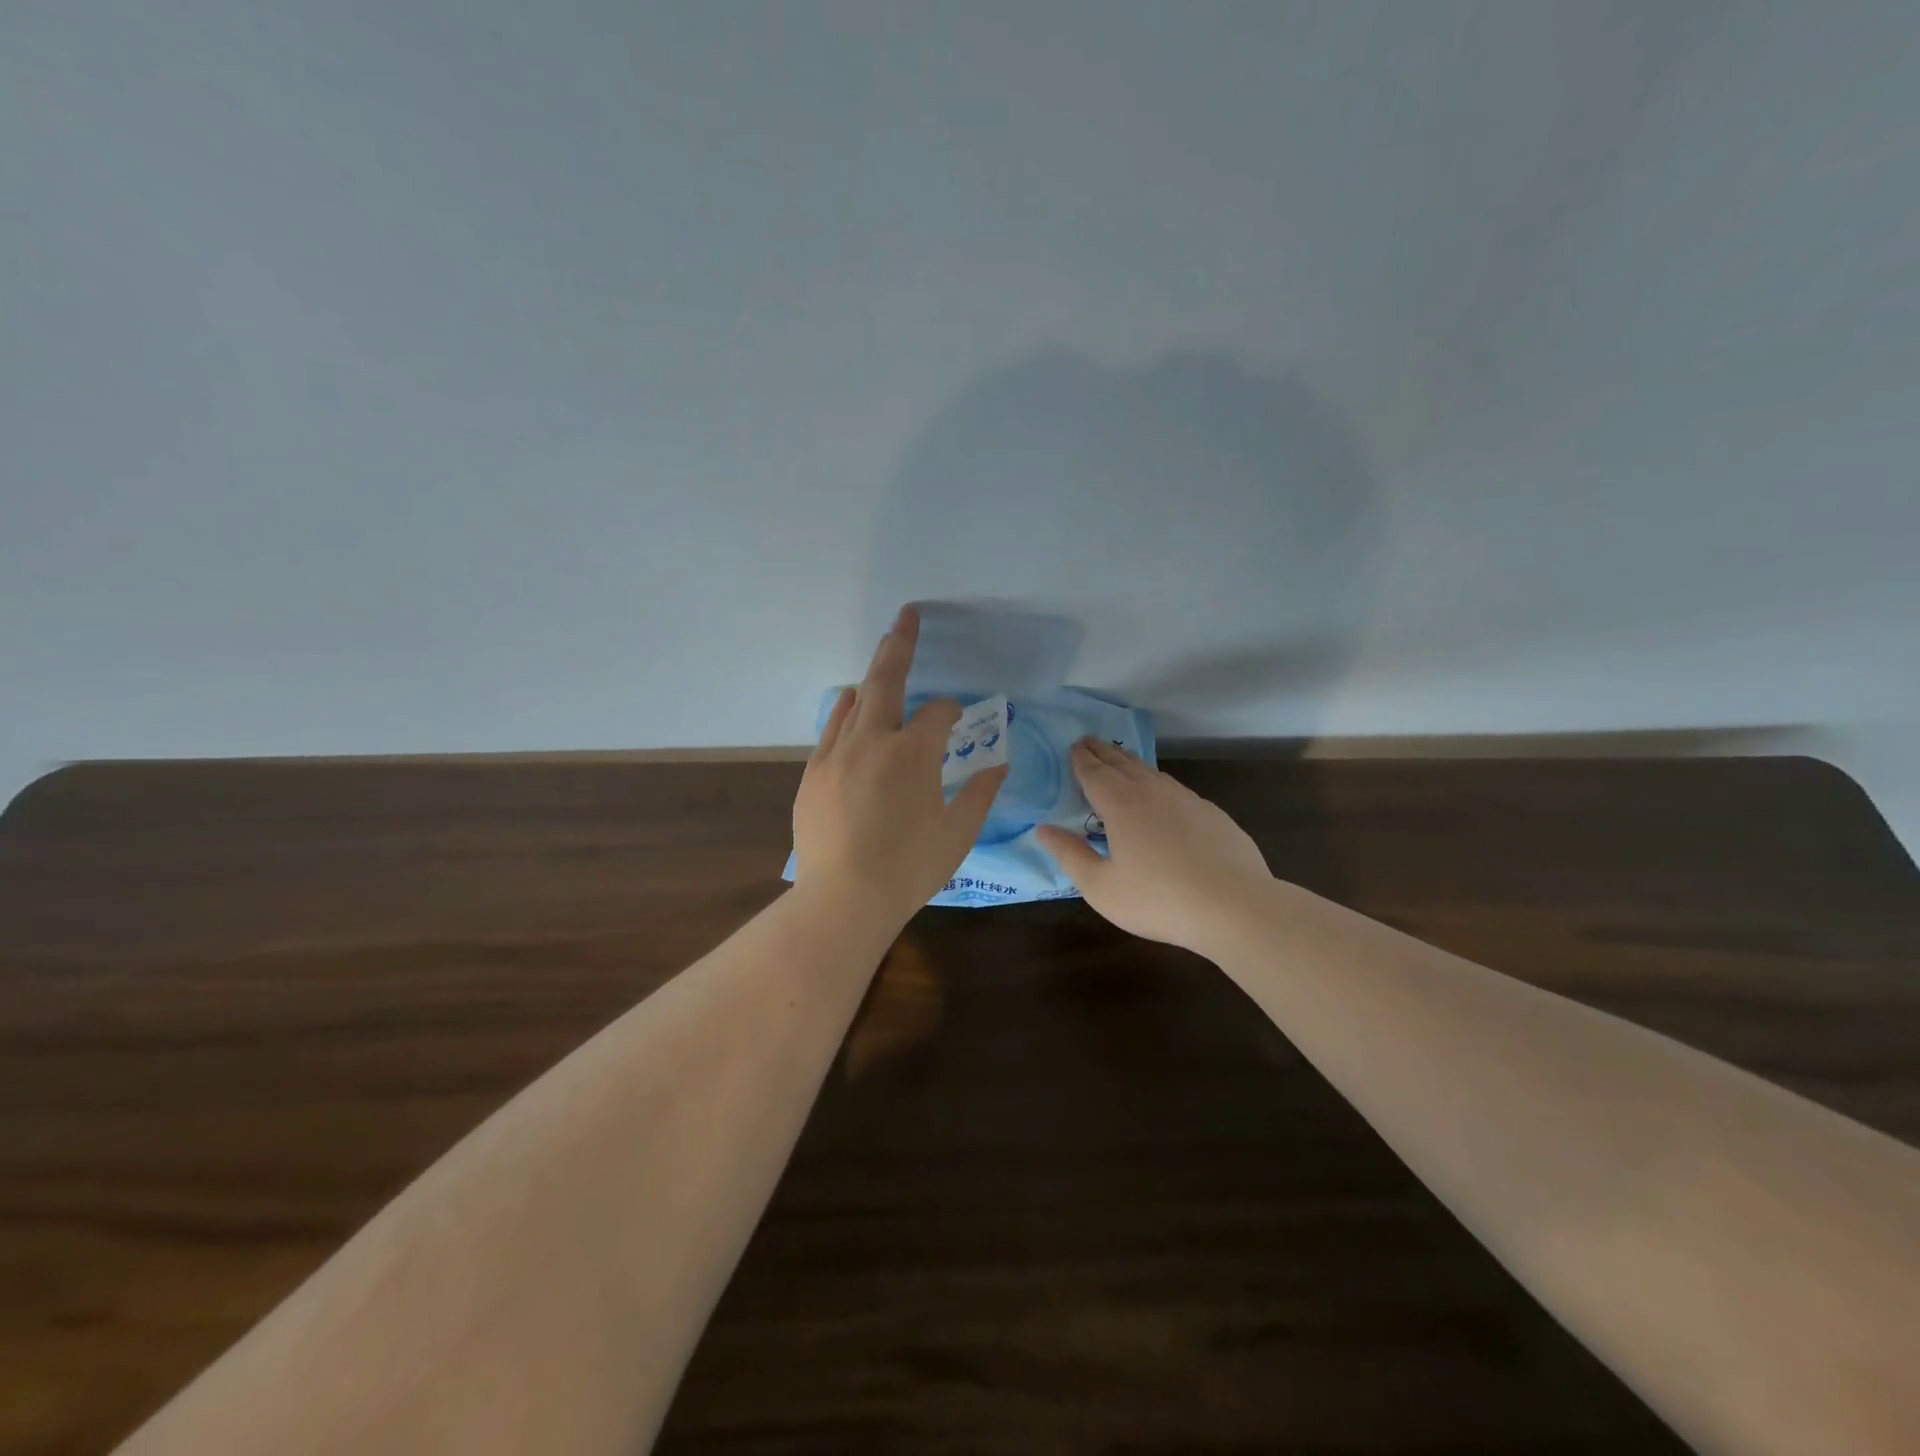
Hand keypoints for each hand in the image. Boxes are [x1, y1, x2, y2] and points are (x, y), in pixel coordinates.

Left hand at [792, 605, 1007, 925]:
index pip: (938, 714)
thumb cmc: (910, 868)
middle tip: (906, 615)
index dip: (953, 711)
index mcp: (913, 752)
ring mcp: (836, 754)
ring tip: (882, 656)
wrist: (843, 899)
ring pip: (855, 701)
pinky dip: (845, 712)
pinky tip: (851, 706)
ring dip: (872, 678)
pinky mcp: (813, 773)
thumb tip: (998, 764)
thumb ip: (980, 792)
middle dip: (900, 644)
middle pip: (886, 680)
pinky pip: (831, 729)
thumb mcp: (958, 832)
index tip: (960, 720)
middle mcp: (872, 740)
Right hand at [1037, 739, 1272, 954]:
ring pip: (1151, 772)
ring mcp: (1186, 800)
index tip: (1072, 746)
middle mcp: (1152, 792)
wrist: (1235, 906)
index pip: (1094, 772)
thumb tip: (1043, 829)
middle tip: (1089, 742)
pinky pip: (1175, 789)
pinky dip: (1157, 783)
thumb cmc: (1158, 899)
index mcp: (1121, 805)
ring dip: (1130, 763)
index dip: (1081, 759)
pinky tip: (1161, 796)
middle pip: (1122, 763)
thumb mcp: (1101, 887)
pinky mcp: (1212, 813)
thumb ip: (1070, 855)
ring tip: (1120, 761)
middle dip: (1102, 752)